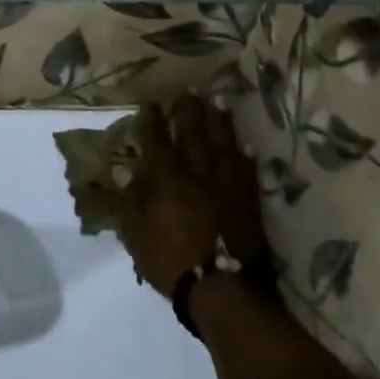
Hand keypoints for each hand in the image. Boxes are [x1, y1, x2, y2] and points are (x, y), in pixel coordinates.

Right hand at [127, 94, 267, 297]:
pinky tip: (241, 143)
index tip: (152, 101)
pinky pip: (246, 167)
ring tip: (216, 101)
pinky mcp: (248, 198)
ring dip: (217, 120)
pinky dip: (242, 152)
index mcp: (166, 178)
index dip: (153, 119)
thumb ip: (132, 199)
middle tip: (187, 90)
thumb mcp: (135, 233)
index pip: (157, 139)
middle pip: (192, 132)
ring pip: (222, 142)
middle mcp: (196, 171)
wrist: (223, 288)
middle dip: (188, 109)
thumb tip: (131, 173)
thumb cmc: (170, 261)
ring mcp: (226, 183)